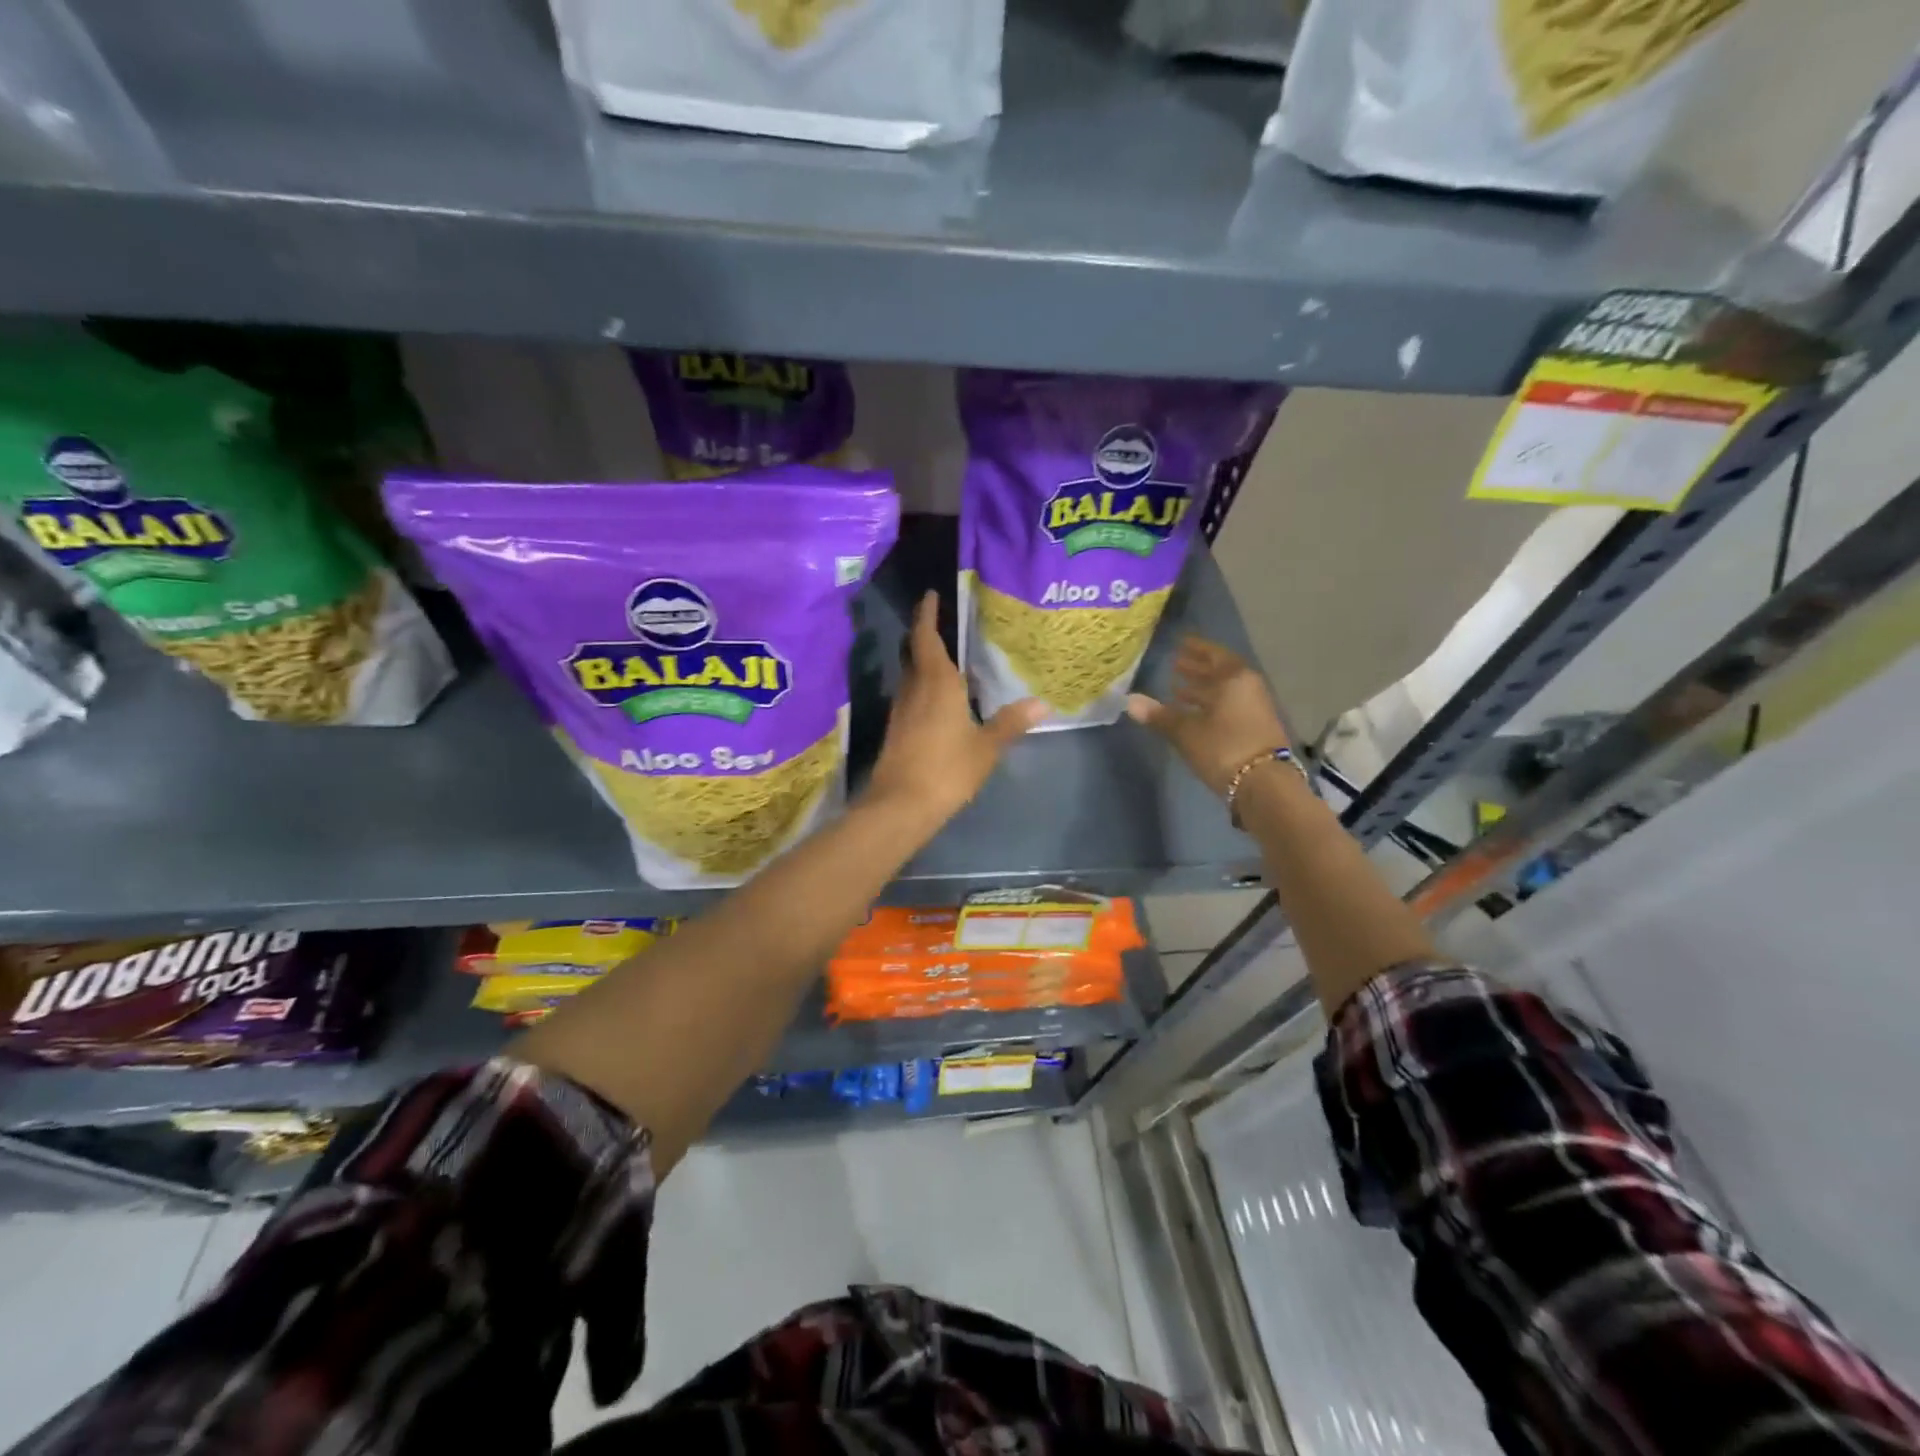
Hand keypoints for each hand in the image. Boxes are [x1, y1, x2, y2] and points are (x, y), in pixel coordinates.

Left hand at [865, 592, 1045, 822]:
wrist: (900, 805)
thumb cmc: (947, 769)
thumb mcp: (986, 747)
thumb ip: (1010, 723)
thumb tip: (1041, 704)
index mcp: (936, 682)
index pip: (926, 637)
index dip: (926, 614)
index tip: (930, 595)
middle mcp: (914, 689)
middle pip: (916, 654)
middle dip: (927, 637)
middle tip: (948, 627)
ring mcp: (902, 710)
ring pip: (913, 677)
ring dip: (927, 666)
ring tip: (954, 664)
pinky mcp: (897, 731)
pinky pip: (913, 698)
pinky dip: (926, 690)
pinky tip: (944, 702)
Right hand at [1127, 636, 1287, 796]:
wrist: (1265, 785)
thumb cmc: (1223, 748)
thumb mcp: (1186, 732)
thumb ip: (1159, 715)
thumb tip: (1129, 701)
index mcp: (1233, 678)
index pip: (1213, 654)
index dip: (1196, 648)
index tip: (1180, 643)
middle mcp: (1248, 687)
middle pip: (1220, 672)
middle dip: (1197, 669)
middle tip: (1175, 664)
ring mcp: (1255, 709)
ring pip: (1224, 692)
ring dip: (1203, 689)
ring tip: (1177, 689)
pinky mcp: (1255, 729)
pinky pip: (1229, 707)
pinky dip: (1211, 705)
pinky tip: (1195, 714)